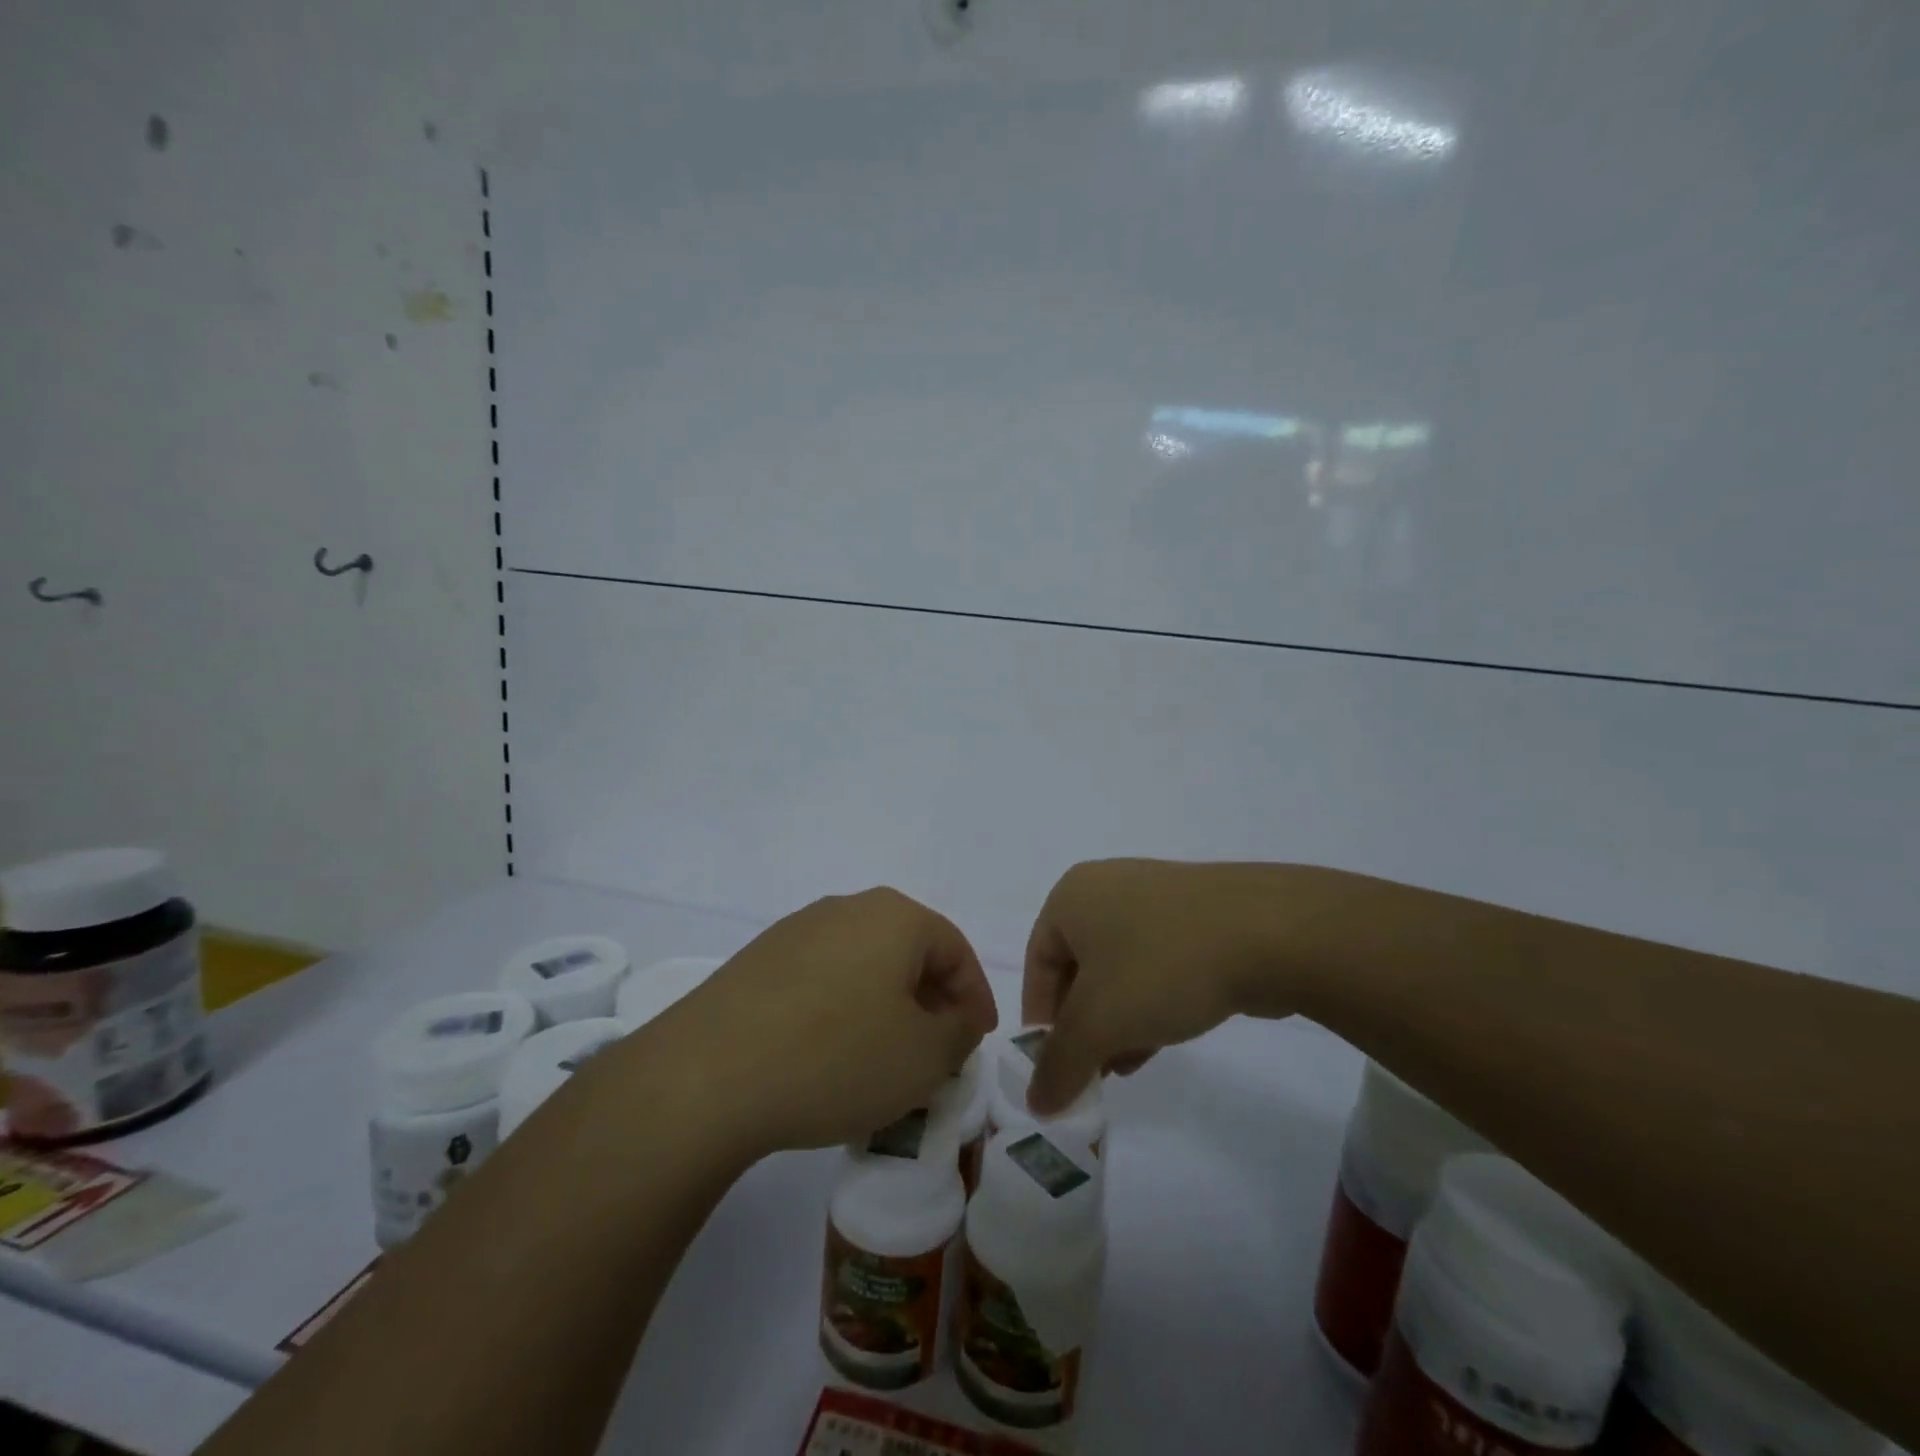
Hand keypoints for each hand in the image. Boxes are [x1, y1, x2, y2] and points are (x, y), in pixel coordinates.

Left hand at [671, 887, 997, 1155]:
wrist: (707, 1075)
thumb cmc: (836, 1057)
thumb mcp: (923, 1057)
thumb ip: (958, 1033)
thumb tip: (956, 1019)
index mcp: (894, 917)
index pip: (955, 949)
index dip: (975, 996)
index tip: (978, 1040)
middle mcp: (847, 909)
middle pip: (907, 952)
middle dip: (930, 1002)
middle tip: (937, 1053)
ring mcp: (796, 931)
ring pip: (863, 966)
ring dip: (885, 1008)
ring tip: (885, 1060)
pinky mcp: (758, 961)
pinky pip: (821, 981)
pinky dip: (841, 1012)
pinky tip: (830, 1057)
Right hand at [1023, 859, 1316, 1112]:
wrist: (1269, 933)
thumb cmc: (1163, 966)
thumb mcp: (1100, 1023)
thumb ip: (1059, 1064)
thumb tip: (1035, 1103)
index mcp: (1071, 897)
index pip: (1036, 964)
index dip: (1040, 1020)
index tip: (1053, 1067)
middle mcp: (1106, 888)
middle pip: (1077, 968)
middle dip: (1080, 1025)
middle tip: (1089, 1072)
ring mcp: (1155, 897)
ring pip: (1119, 969)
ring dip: (1114, 1021)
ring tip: (1122, 1067)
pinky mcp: (1195, 915)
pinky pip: (1156, 963)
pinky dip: (1148, 1002)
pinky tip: (1159, 1041)